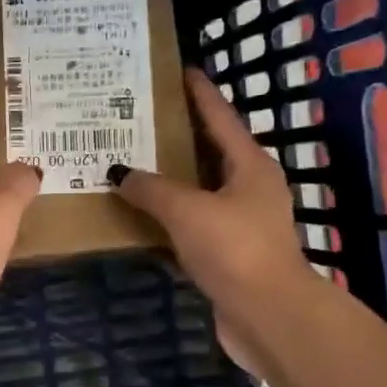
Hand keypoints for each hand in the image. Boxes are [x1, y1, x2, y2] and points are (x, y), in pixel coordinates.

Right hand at [110, 70, 313, 373]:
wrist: (268, 315)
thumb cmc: (234, 248)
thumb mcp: (187, 210)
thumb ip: (151, 188)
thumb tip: (119, 173)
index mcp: (250, 166)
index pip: (221, 117)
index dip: (200, 93)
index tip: (182, 70)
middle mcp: (249, 188)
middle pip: (210, 151)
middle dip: (178, 134)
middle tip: (141, 117)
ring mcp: (240, 222)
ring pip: (199, 189)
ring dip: (170, 178)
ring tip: (132, 161)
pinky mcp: (228, 252)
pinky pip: (191, 222)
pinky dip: (168, 215)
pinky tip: (140, 212)